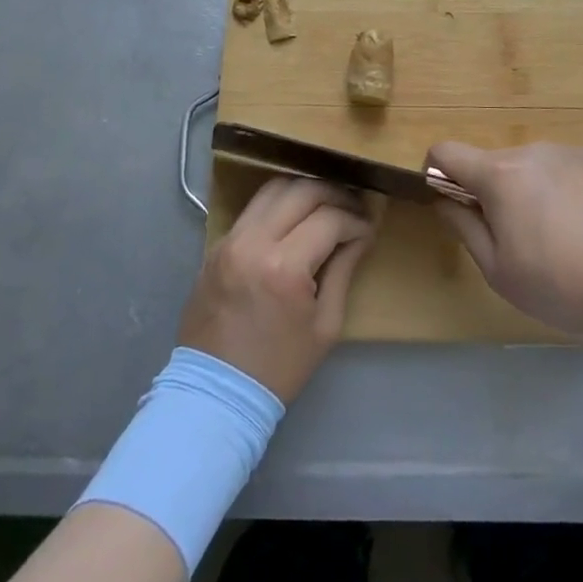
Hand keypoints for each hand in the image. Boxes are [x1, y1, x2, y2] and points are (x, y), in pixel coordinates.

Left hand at [178, 177, 374, 401]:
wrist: (215, 393)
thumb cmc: (278, 366)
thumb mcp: (325, 325)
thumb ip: (343, 270)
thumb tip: (360, 235)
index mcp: (284, 267)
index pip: (329, 219)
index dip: (355, 220)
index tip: (368, 229)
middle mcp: (254, 242)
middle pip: (302, 190)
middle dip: (334, 194)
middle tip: (352, 208)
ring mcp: (230, 239)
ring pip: (274, 188)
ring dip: (305, 190)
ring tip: (325, 205)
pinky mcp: (217, 244)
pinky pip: (253, 208)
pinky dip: (279, 204)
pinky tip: (295, 219)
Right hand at [429, 141, 582, 340]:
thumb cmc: (565, 283)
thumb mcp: (500, 272)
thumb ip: (465, 228)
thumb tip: (444, 200)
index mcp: (500, 174)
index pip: (445, 151)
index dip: (436, 174)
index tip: (451, 205)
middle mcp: (532, 151)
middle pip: (493, 164)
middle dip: (492, 195)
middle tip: (517, 242)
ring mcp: (570, 151)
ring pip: (532, 168)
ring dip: (531, 194)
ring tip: (563, 241)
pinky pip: (566, 171)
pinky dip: (565, 193)